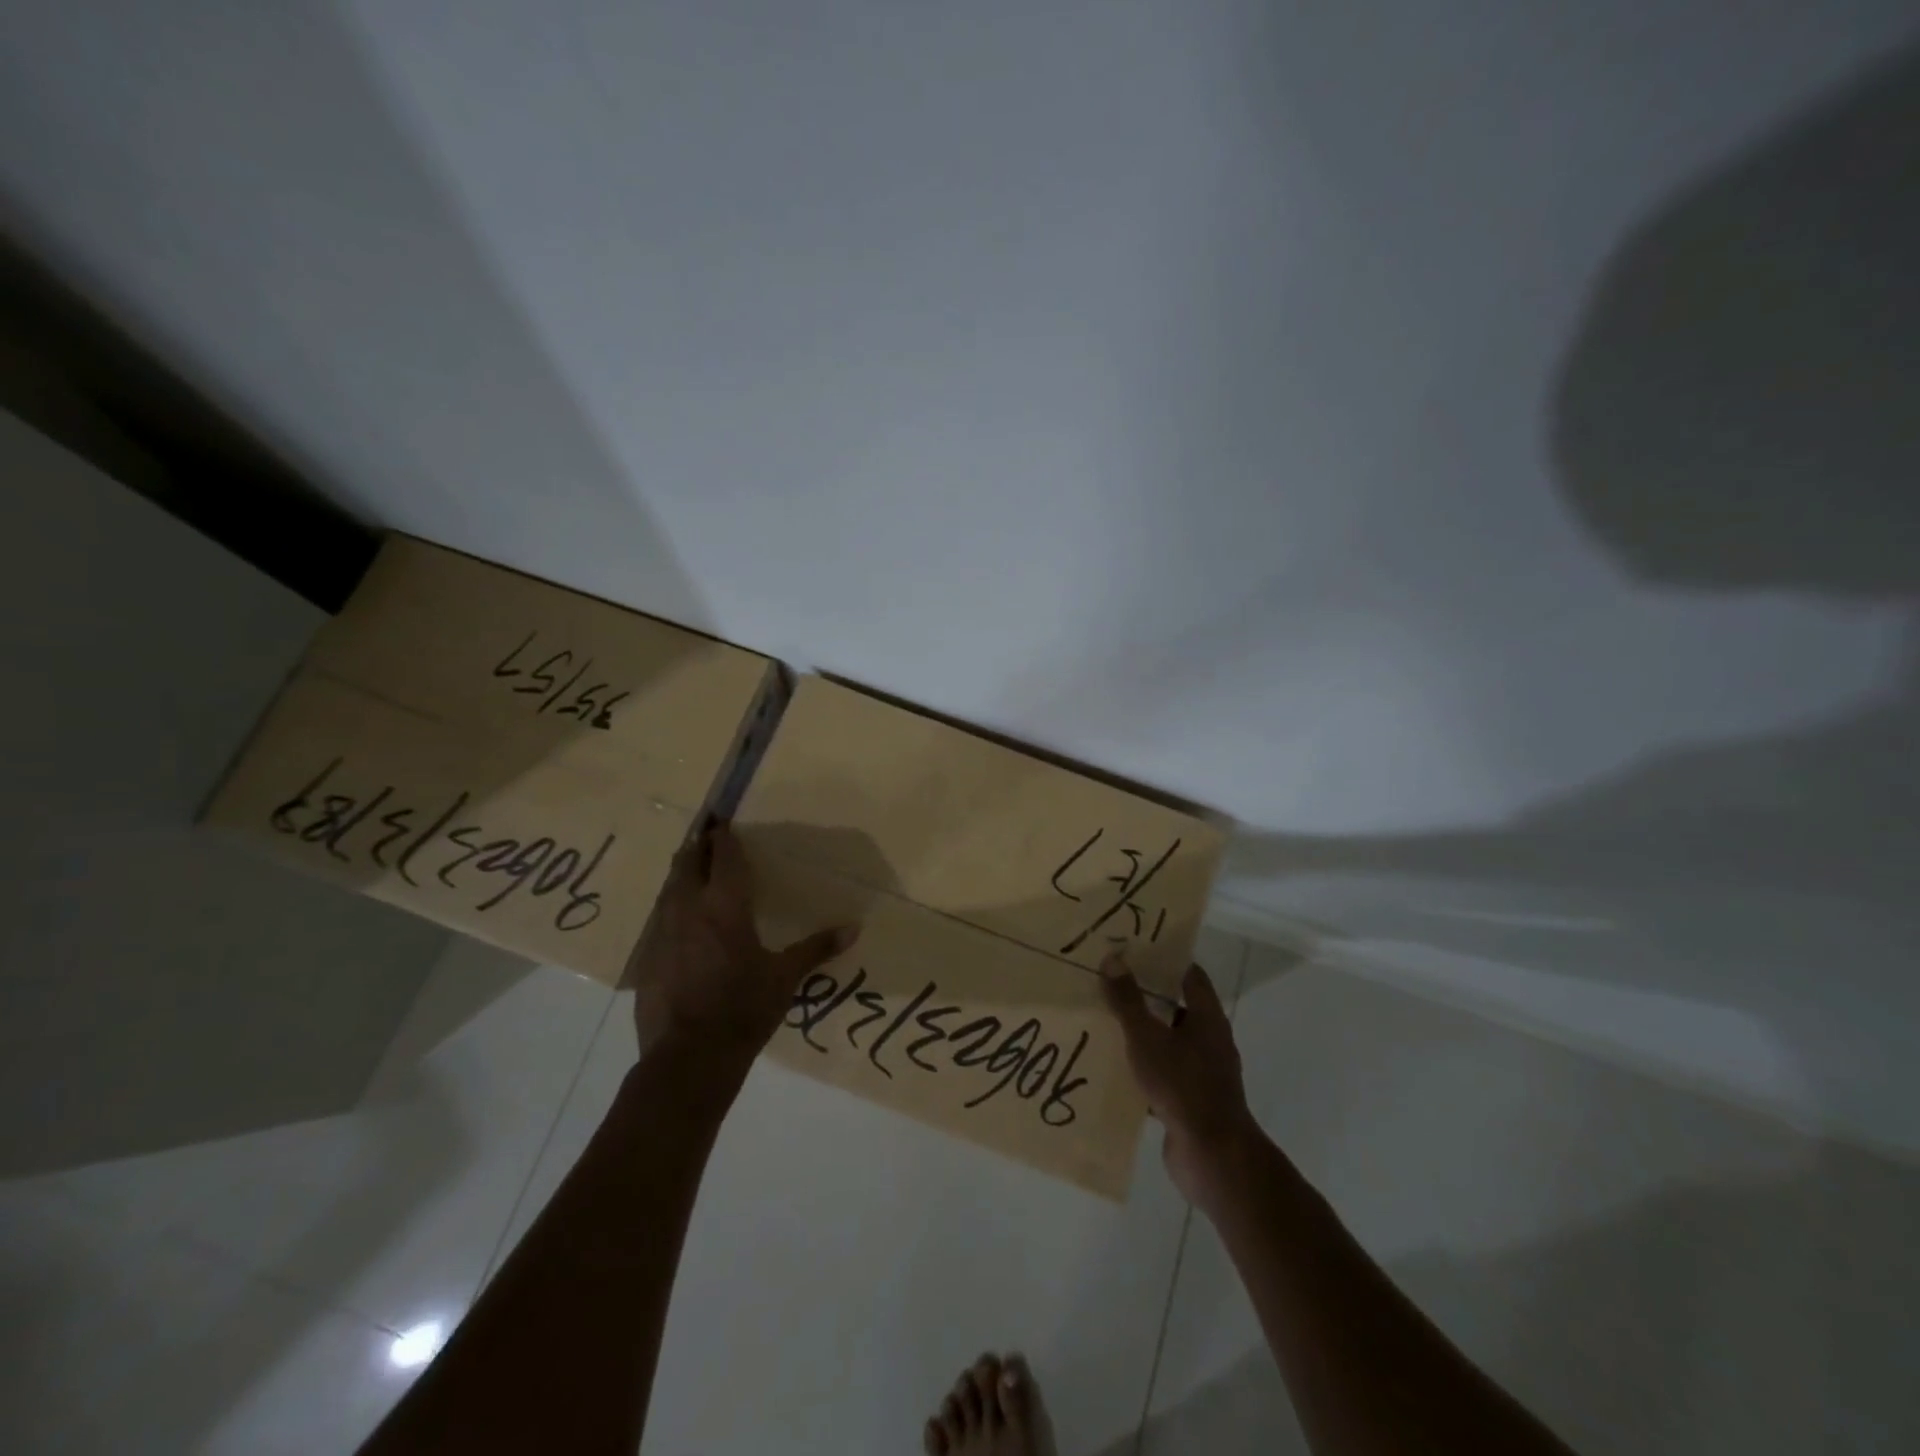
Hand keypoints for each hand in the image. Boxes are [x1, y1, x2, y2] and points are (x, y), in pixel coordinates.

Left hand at [627, 823, 856, 1066]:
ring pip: (669, 889)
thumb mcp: (785, 978)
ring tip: (693, 869)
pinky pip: (660, 919)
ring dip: (682, 873)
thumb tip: (854, 927)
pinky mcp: (647, 959)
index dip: (722, 836)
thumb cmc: (743, 1010)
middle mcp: (689, 910)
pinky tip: (681, 920)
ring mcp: (662, 934)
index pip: (722, 857)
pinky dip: (672, 907)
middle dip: (697, 846)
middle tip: (708, 835)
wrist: (688, 1059)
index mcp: (725, 907)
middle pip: (687, 863)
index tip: (723, 821)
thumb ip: (817, 948)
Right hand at [1101, 957, 1259, 1209]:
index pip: (1189, 976)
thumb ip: (1128, 1000)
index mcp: (1207, 1018)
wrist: (1212, 1155)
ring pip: (1169, 1044)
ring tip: (1106, 1023)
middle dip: (1147, 997)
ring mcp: (1203, 1074)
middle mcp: (1210, 1041)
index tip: (1135, 950)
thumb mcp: (1147, 1037)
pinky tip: (1115, 1069)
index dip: (1165, 960)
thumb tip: (1113, 958)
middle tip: (1111, 983)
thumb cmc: (1183, 1085)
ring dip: (1143, 1035)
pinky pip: (1164, 1075)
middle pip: (1177, 1009)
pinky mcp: (1192, 1102)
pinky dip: (1144, 1069)